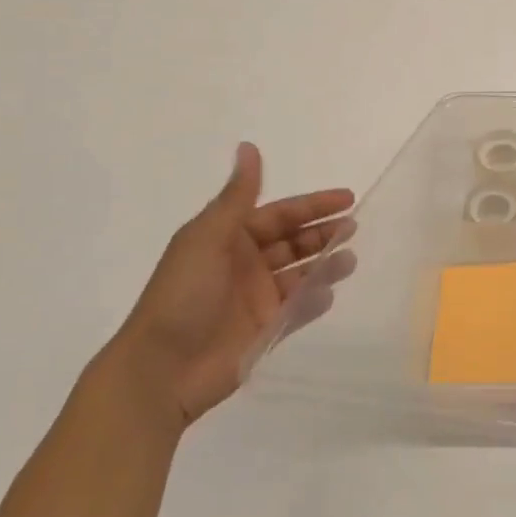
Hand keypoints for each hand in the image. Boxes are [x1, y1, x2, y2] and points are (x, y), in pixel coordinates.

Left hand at [106, 143, 354, 432]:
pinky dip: (315, 299)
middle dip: (323, 232)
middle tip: (354, 227)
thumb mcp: (207, 237)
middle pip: (293, 241)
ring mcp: (256, 298)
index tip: (347, 197)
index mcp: (228, 238)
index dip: (312, 205)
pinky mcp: (265, 329)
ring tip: (350, 259)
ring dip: (325, 263)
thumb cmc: (182, 295)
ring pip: (301, 273)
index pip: (280, 214)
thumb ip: (237, 196)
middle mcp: (245, 264)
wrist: (161, 369)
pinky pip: (298, 308)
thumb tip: (249, 146)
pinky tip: (330, 292)